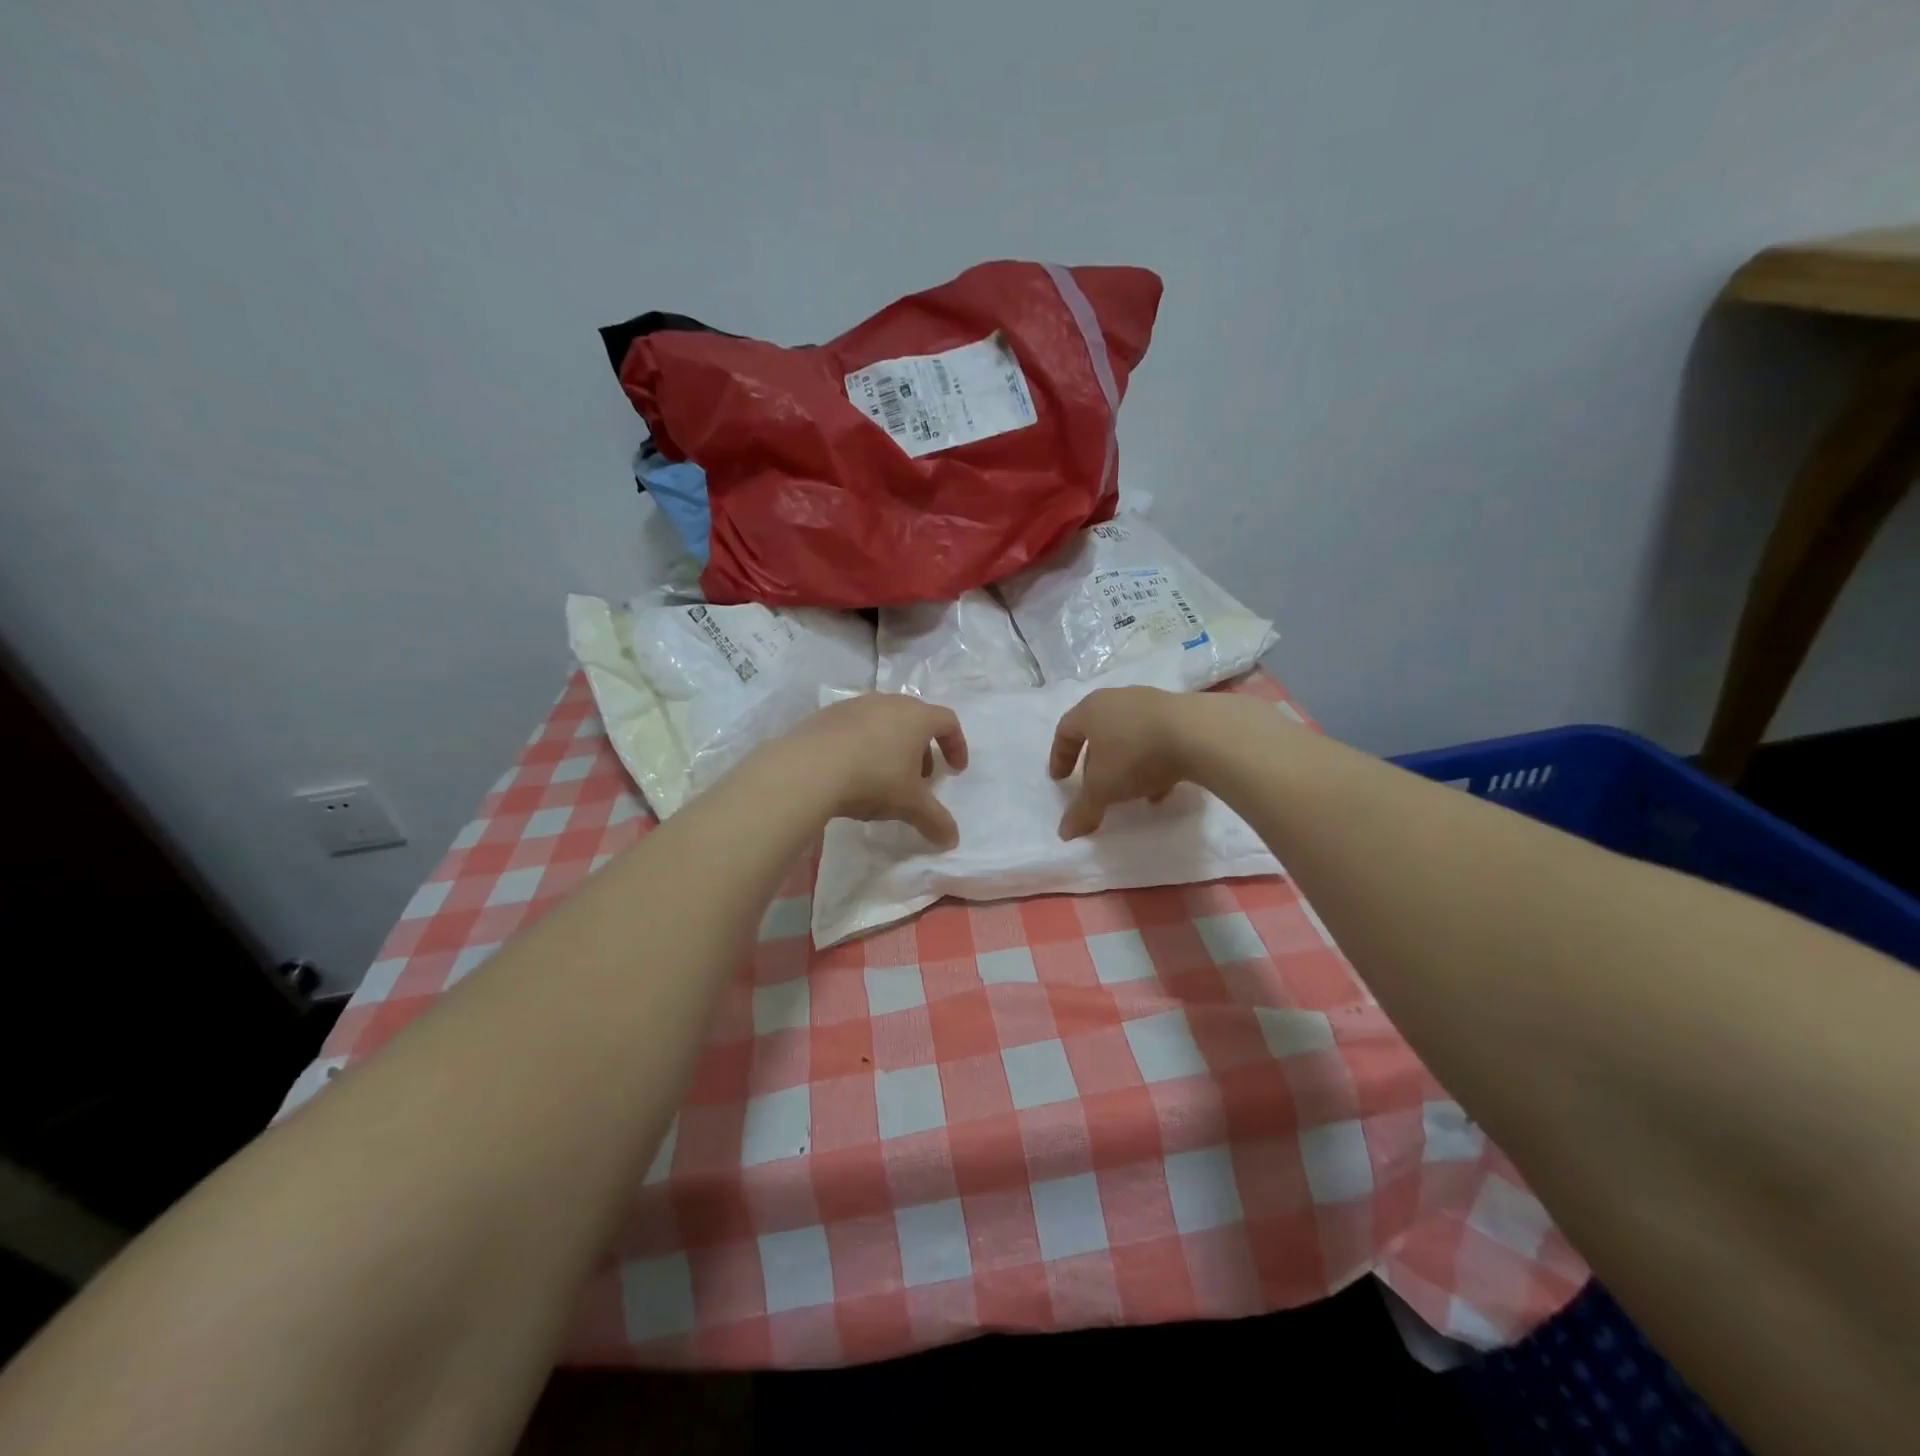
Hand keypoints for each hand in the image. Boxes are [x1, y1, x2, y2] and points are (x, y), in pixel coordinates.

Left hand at [778, 694, 969, 847]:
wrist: (808, 767)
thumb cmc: (873, 778)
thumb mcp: (909, 805)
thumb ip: (935, 820)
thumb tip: (952, 840)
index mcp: (917, 717)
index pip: (948, 722)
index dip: (956, 745)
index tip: (955, 770)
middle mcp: (889, 702)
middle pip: (915, 720)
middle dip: (922, 749)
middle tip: (919, 779)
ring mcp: (855, 704)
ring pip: (884, 722)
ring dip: (892, 746)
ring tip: (884, 777)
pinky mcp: (827, 714)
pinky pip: (855, 727)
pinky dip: (863, 745)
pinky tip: (851, 771)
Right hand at [1049, 686, 1192, 838]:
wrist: (1199, 734)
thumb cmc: (1135, 755)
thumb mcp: (1103, 789)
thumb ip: (1083, 810)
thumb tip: (1065, 833)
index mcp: (1090, 710)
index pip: (1065, 730)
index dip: (1060, 756)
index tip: (1060, 780)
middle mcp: (1117, 699)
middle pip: (1098, 730)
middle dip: (1094, 761)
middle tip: (1094, 784)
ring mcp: (1150, 702)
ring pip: (1129, 734)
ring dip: (1126, 762)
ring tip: (1130, 791)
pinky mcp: (1180, 712)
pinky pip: (1157, 738)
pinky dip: (1153, 761)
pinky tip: (1160, 790)